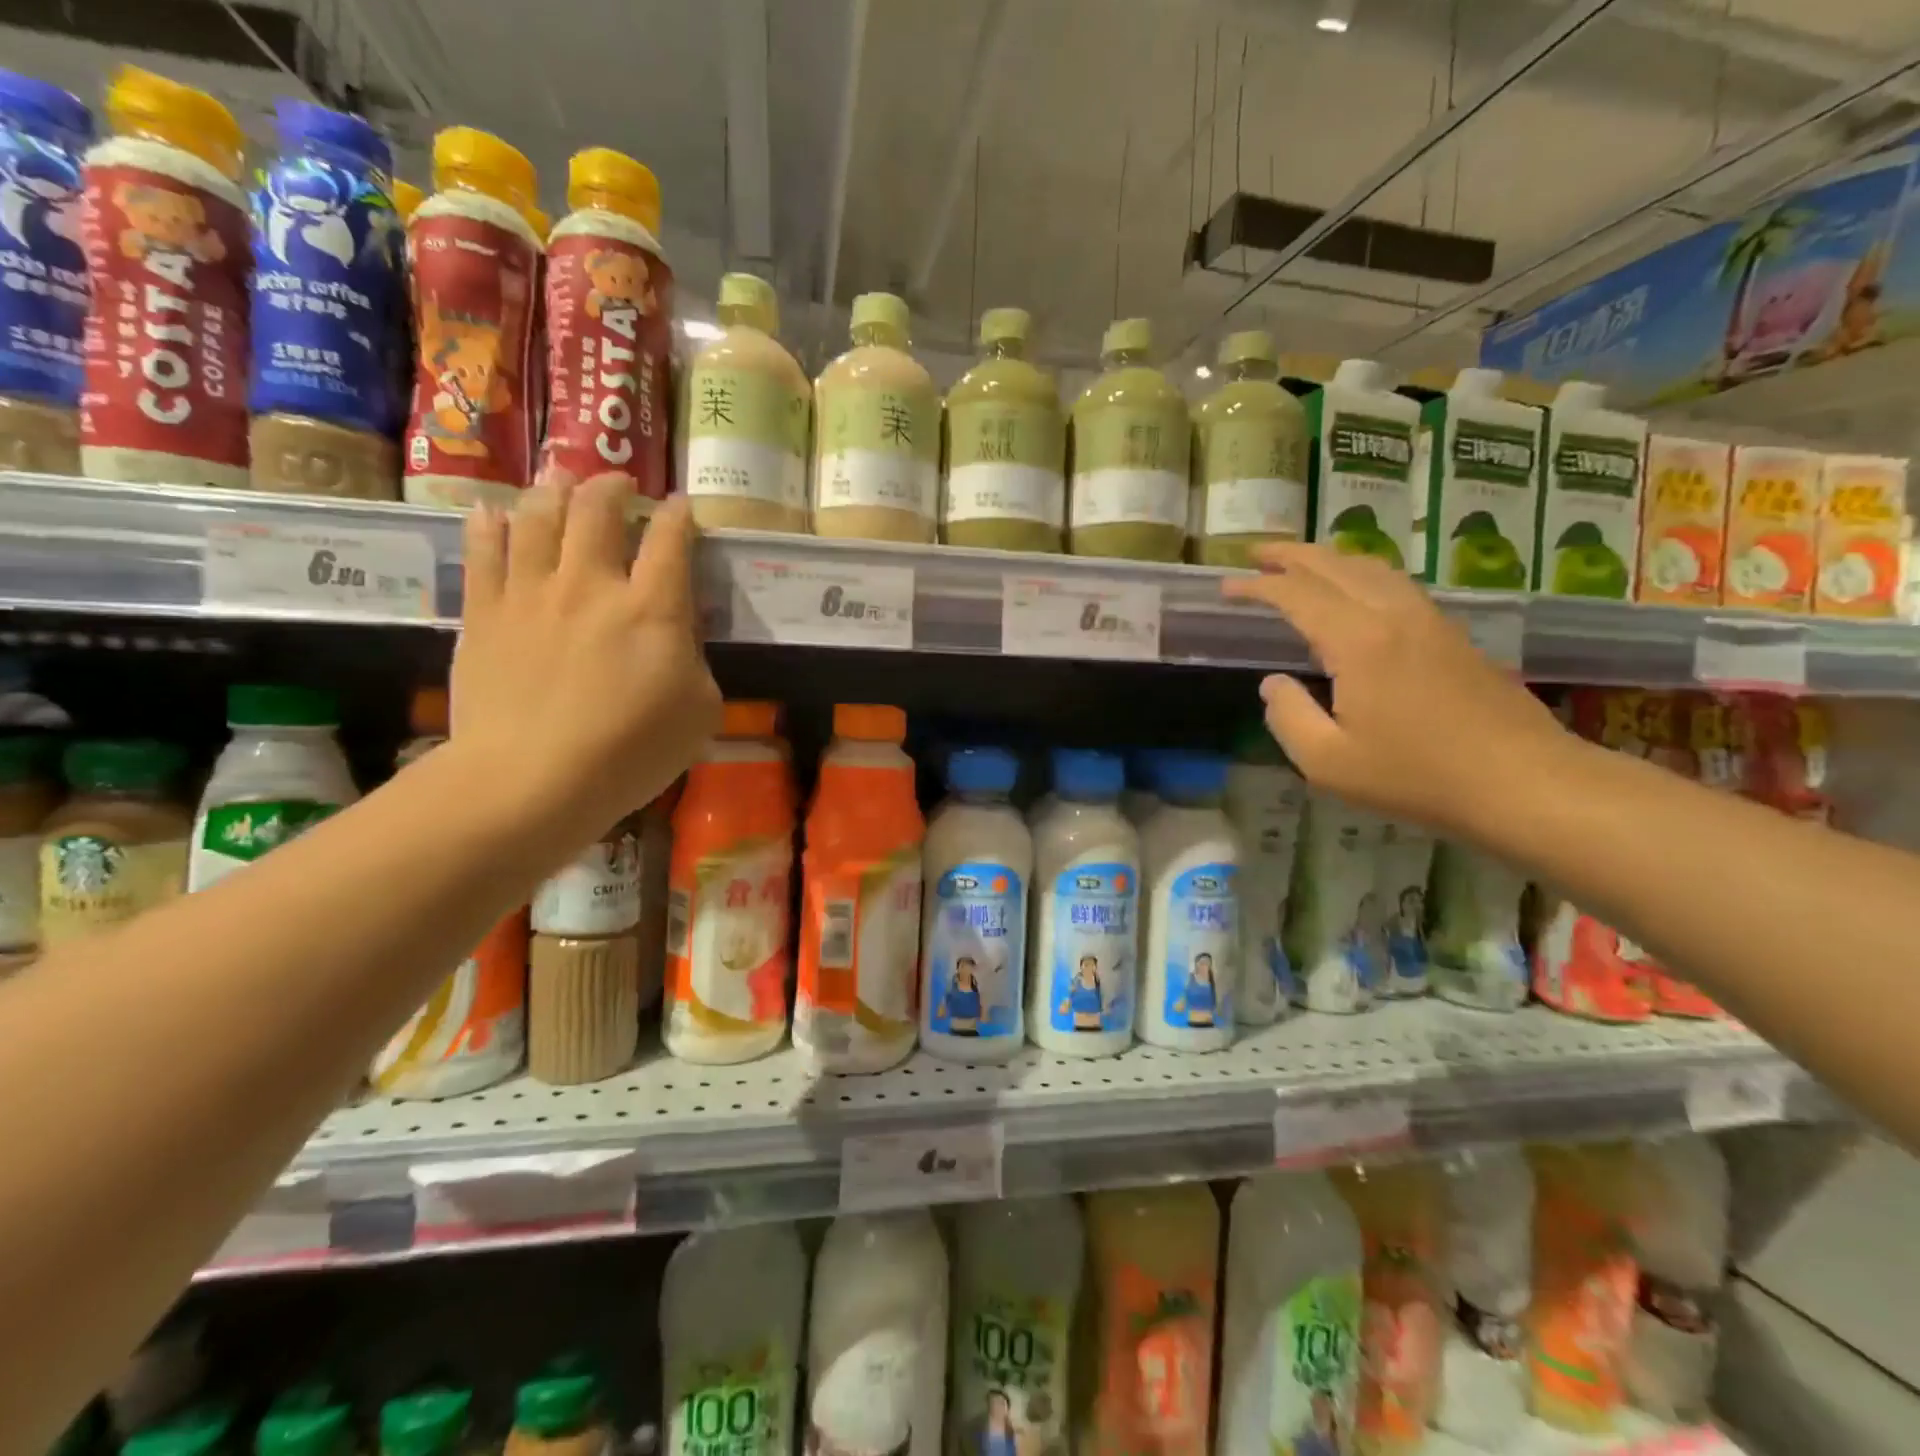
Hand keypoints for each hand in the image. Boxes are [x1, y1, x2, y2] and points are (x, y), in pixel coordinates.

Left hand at [452, 475, 720, 850]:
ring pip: (538, 515)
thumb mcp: (700, 711)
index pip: (670, 539)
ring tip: (560, 480)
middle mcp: (591, 584)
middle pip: (598, 509)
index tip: (680, 506)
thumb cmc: (631, 752)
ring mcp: (531, 593)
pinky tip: (492, 512)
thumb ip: (695, 661)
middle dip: (612, 486)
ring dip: (553, 490)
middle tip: (618, 483)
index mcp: (652, 608)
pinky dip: (489, 523)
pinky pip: (483, 550)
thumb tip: (680, 637)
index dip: (679, 515)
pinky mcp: (484, 613)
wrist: (531, 780)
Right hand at [1221, 544, 1571, 834]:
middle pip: (1335, 566)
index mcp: (1358, 642)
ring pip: (1371, 568)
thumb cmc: (1416, 776)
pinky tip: (1354, 591)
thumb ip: (1288, 718)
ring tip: (1298, 562)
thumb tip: (1272, 684)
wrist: (1522, 781)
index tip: (1226, 587)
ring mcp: (1428, 621)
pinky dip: (1360, 574)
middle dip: (1290, 555)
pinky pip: (1395, 584)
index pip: (1297, 595)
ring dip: (1328, 558)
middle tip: (1254, 554)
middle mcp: (1393, 616)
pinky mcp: (1451, 635)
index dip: (1257, 587)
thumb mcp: (1328, 762)